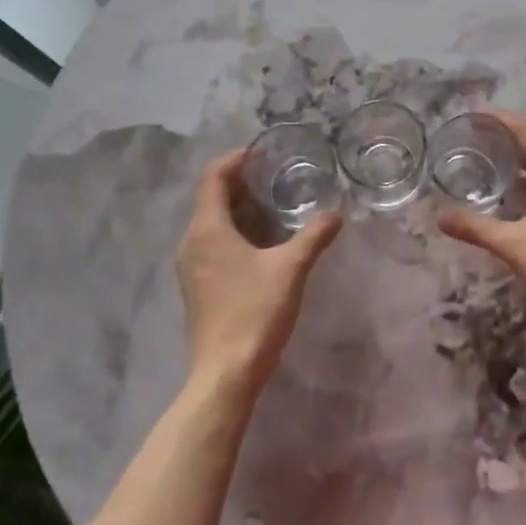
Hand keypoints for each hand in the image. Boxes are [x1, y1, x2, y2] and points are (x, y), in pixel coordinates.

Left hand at [176, 151, 341, 399]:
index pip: (212, 179)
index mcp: (207, 229)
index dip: (233, 160)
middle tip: (271, 176)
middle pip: (209, 199)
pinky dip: (230, 233)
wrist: (225, 372)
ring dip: (235, 210)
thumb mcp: (290, 269)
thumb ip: (313, 237)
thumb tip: (336, 213)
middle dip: (238, 184)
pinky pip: (210, 245)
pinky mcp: (195, 288)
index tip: (257, 152)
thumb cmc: (255, 312)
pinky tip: (257, 245)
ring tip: (269, 206)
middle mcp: (191, 243)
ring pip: (209, 224)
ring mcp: (189, 268)